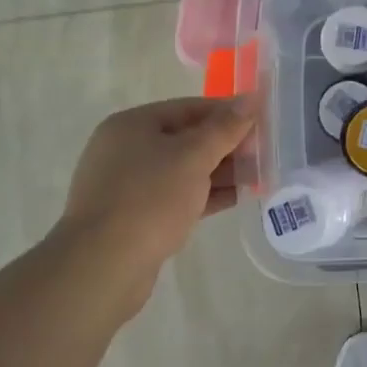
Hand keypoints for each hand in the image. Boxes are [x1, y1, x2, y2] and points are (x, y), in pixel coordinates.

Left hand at [55, 96, 254, 314]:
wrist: (103, 267)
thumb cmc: (150, 199)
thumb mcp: (194, 156)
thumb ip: (225, 127)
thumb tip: (251, 98)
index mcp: (133, 125)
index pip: (190, 108)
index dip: (228, 113)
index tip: (262, 123)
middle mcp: (126, 150)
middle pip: (187, 138)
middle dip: (226, 146)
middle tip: (263, 153)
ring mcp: (127, 185)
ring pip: (183, 169)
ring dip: (220, 172)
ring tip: (257, 177)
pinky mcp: (134, 216)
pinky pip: (177, 195)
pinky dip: (204, 194)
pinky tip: (236, 198)